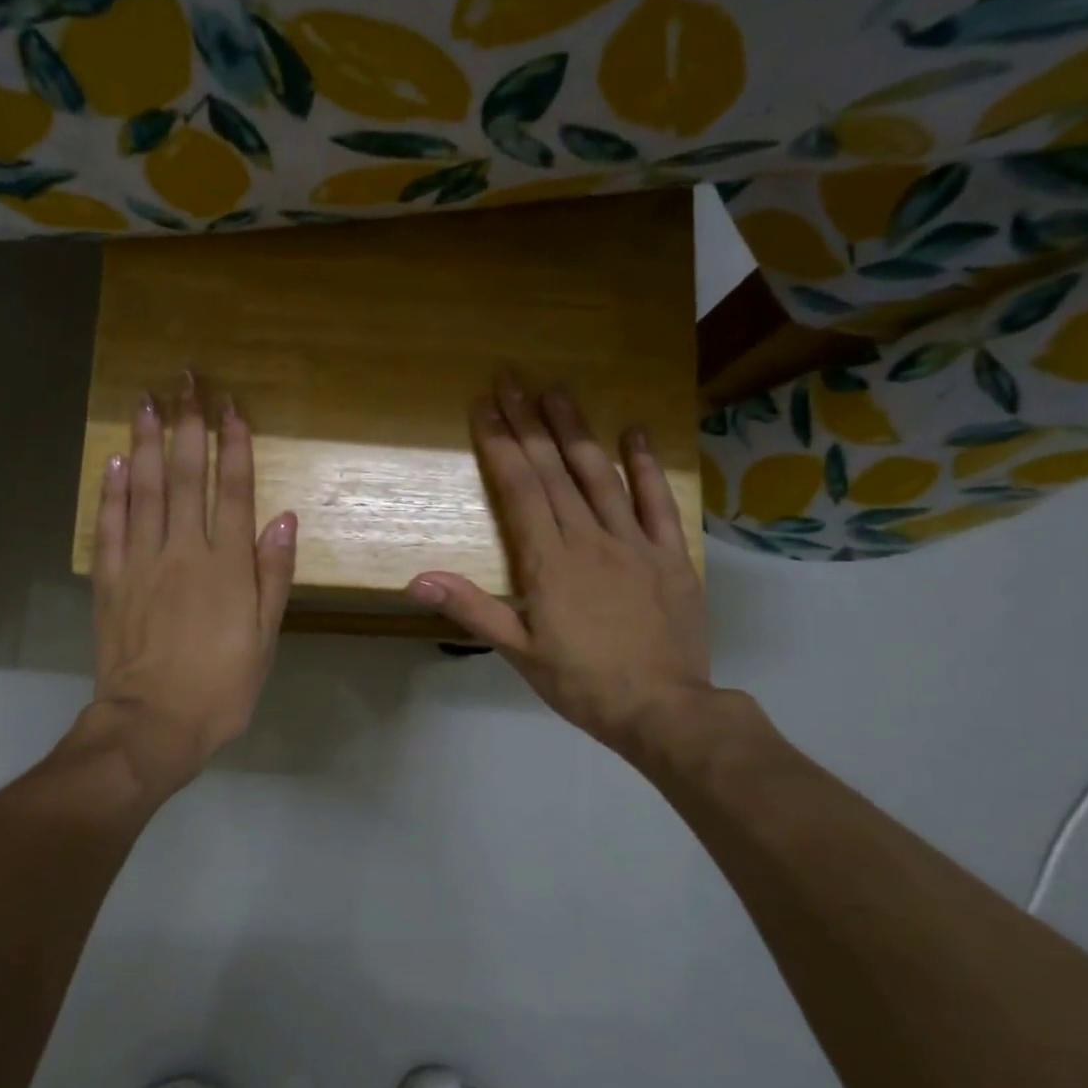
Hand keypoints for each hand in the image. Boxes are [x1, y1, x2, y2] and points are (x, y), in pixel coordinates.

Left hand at [87, 371, 297, 792]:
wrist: (152, 724)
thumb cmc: (220, 687)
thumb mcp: (265, 639)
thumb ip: (273, 576)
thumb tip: (283, 518)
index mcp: (227, 566)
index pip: (233, 490)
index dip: (234, 446)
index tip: (231, 408)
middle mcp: (183, 551)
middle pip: (185, 476)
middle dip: (187, 424)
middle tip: (185, 380)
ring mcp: (141, 562)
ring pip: (143, 489)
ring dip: (145, 442)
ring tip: (146, 401)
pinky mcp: (110, 581)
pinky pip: (109, 526)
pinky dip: (111, 491)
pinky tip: (114, 461)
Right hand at [408, 374, 712, 766]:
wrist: (663, 709)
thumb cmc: (581, 682)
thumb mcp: (518, 652)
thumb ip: (471, 609)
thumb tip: (417, 579)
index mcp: (549, 562)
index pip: (520, 489)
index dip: (500, 445)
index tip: (485, 405)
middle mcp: (589, 538)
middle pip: (554, 470)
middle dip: (529, 422)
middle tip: (513, 378)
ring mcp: (634, 542)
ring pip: (601, 475)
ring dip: (577, 429)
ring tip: (558, 390)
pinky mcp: (670, 554)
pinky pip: (658, 501)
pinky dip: (646, 465)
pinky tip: (635, 430)